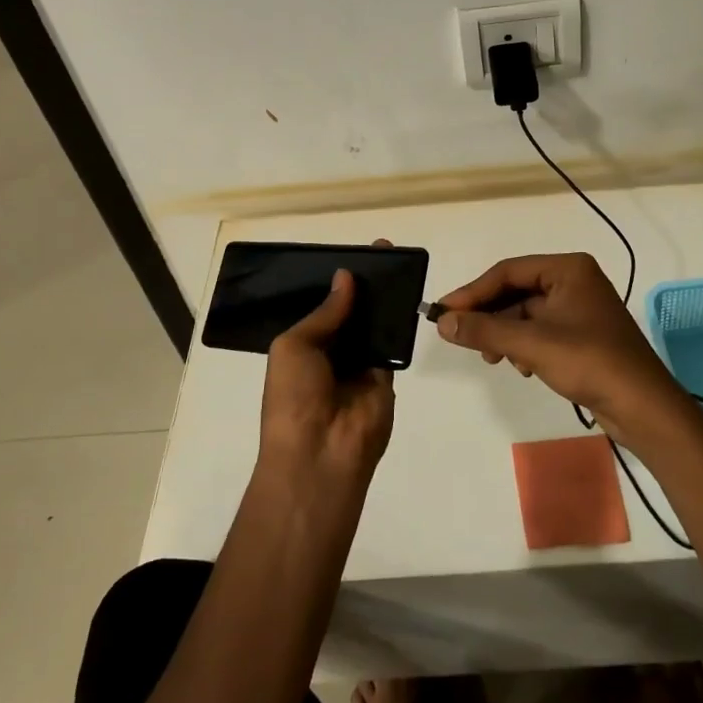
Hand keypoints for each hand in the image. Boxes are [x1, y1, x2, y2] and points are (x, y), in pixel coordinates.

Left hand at [258, 266, 395, 498]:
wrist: (321, 453)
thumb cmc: (294, 397)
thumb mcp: (294, 346)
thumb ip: (324, 313)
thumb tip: (346, 277)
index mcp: (301, 347)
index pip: (322, 306)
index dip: (336, 281)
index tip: (354, 253)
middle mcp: (331, 353)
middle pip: (351, 311)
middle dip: (364, 283)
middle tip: (384, 249)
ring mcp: (359, 365)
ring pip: (374, 323)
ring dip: (384, 297)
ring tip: (399, 261)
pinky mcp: (386, 377)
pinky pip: (393, 344)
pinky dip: (400, 321)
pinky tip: (409, 291)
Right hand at [433, 253, 693, 445]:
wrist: (643, 407)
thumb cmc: (590, 362)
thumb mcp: (531, 344)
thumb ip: (484, 329)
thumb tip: (442, 322)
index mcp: (568, 268)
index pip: (508, 271)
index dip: (472, 292)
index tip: (443, 312)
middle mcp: (575, 281)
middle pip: (516, 291)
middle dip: (489, 316)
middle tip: (460, 336)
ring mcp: (580, 308)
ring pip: (526, 314)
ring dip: (505, 334)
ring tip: (493, 358)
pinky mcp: (583, 335)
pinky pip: (540, 331)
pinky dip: (524, 346)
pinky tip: (521, 367)